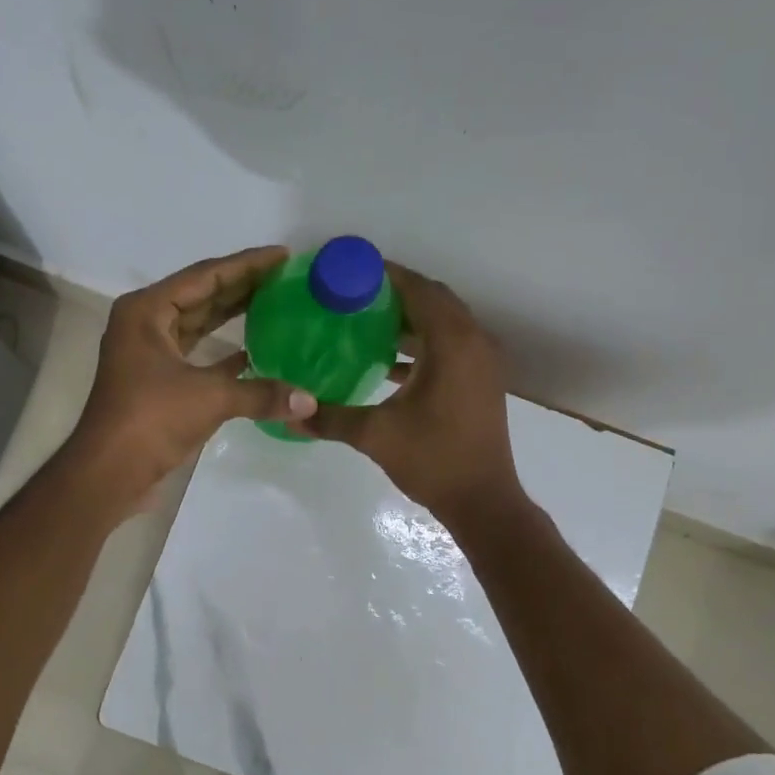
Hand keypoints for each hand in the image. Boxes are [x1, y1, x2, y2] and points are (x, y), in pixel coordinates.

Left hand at [65, 246, 316, 512]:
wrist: (108, 471)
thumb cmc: (150, 420)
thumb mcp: (209, 399)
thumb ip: (261, 393)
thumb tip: (310, 402)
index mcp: (148, 311)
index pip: (205, 276)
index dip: (246, 265)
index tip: (282, 255)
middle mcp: (145, 323)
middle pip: (201, 295)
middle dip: (242, 286)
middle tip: (285, 277)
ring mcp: (150, 353)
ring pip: (198, 324)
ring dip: (233, 315)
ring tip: (275, 303)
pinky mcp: (158, 380)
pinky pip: (197, 353)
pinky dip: (224, 352)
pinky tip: (256, 351)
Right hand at [298, 263, 522, 522]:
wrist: (483, 501)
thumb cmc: (433, 461)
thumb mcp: (376, 436)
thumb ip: (331, 418)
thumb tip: (291, 413)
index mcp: (452, 343)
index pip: (418, 290)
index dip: (385, 275)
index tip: (349, 272)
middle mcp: (473, 342)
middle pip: (433, 299)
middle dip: (395, 292)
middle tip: (352, 295)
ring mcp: (481, 362)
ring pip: (444, 322)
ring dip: (409, 318)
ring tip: (364, 321)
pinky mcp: (480, 381)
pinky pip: (450, 345)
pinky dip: (422, 343)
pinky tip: (387, 360)